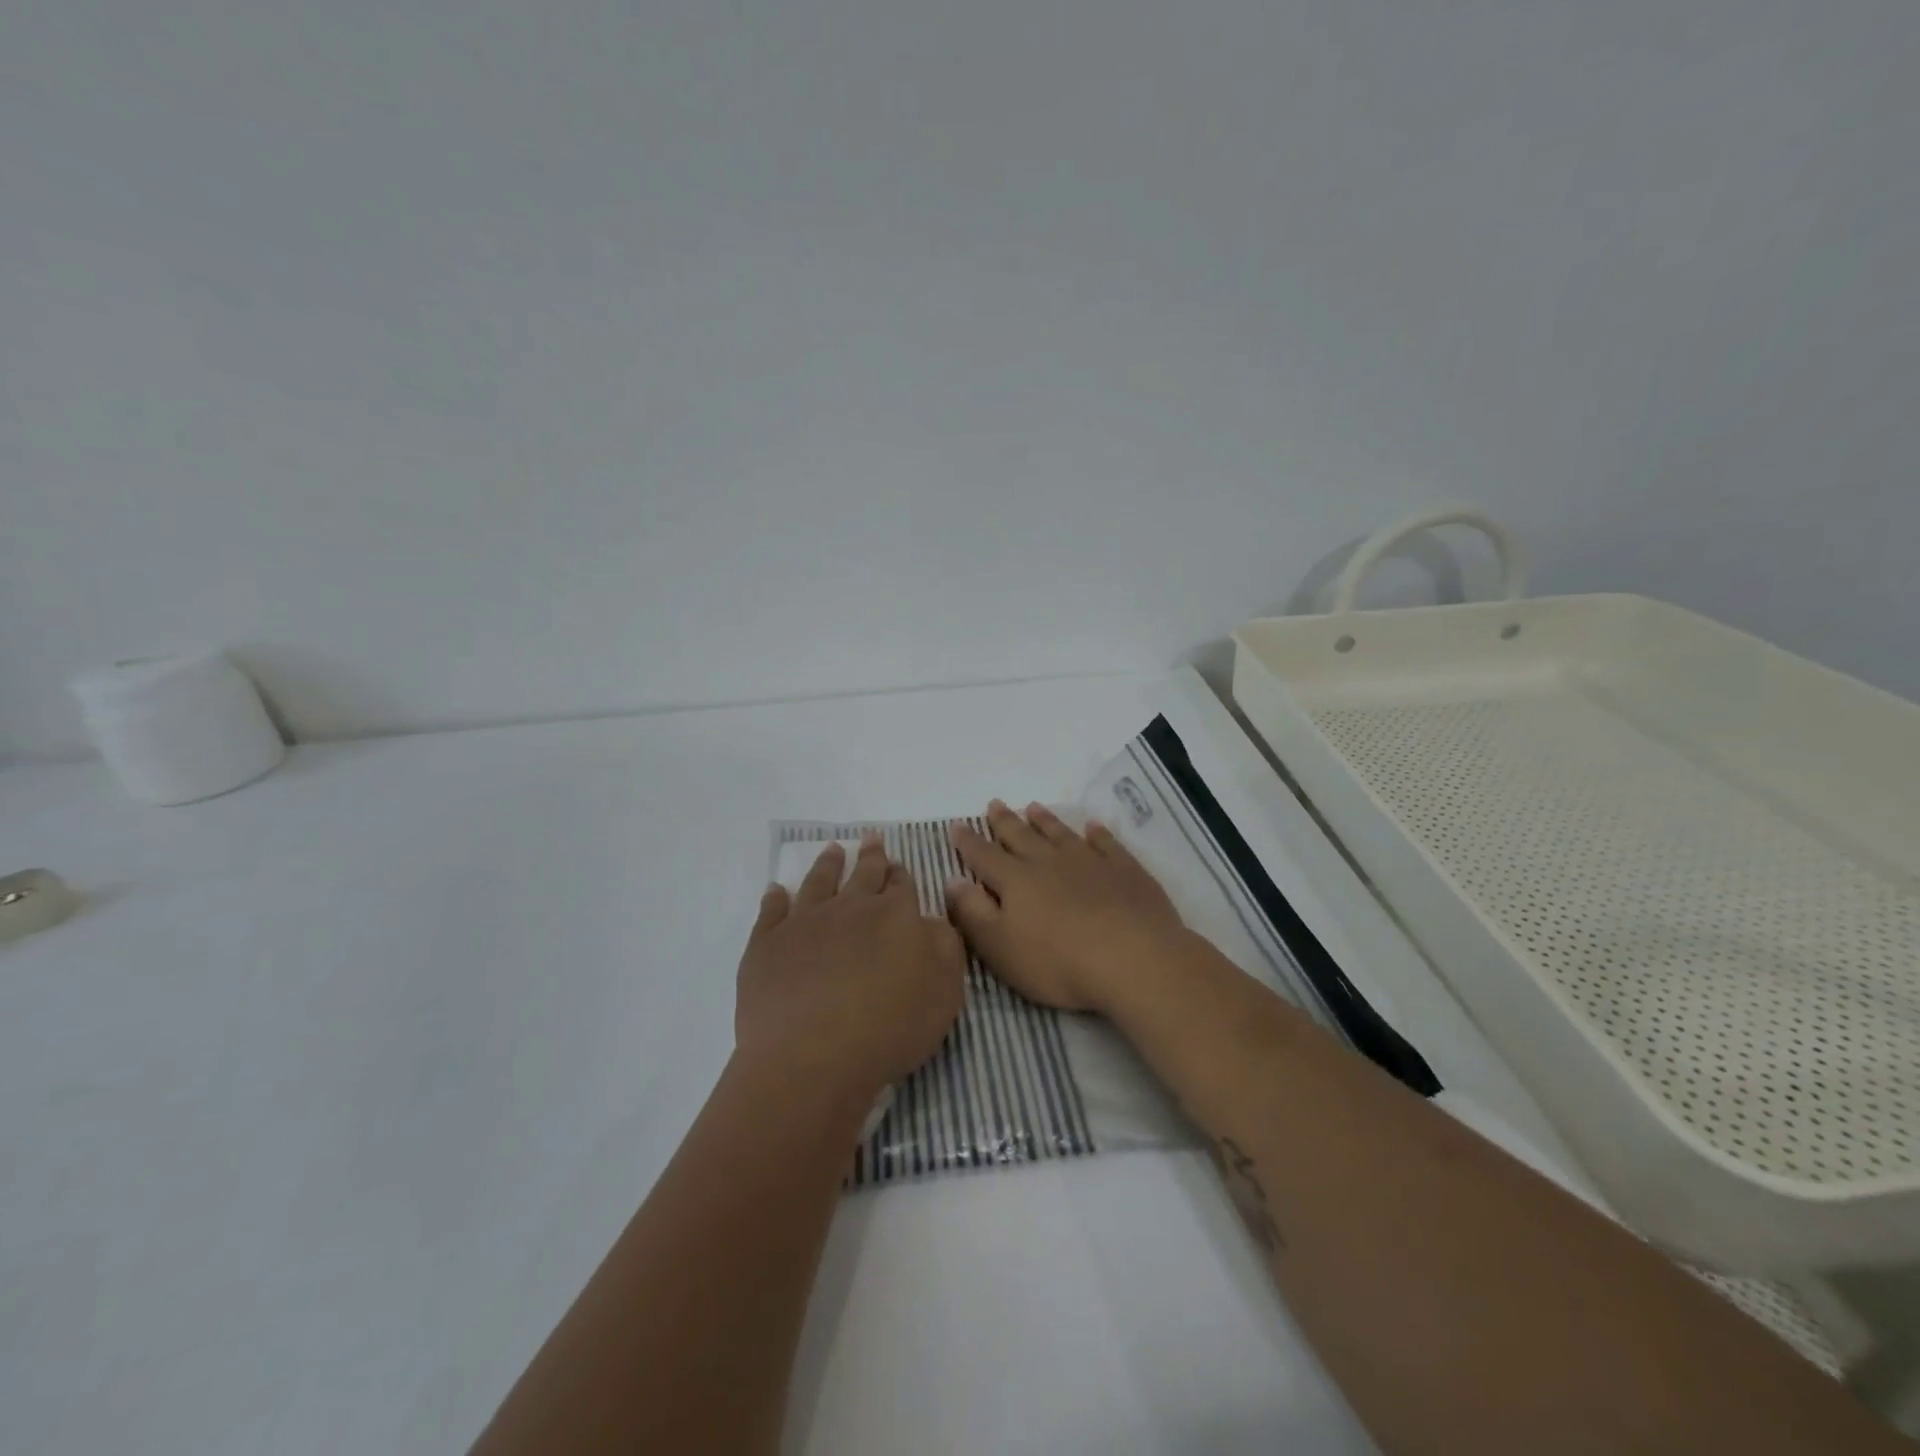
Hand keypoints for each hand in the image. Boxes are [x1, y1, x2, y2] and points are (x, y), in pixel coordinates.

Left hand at [737, 836, 966, 1107]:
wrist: (811, 1058)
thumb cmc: (889, 1029)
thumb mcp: (945, 992)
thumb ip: (945, 947)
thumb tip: (930, 920)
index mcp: (894, 915)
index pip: (901, 885)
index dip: (901, 875)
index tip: (898, 866)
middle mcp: (849, 908)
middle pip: (863, 874)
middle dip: (871, 855)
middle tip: (871, 838)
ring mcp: (804, 922)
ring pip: (818, 882)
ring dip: (827, 864)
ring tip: (832, 850)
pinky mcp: (767, 944)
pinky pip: (771, 911)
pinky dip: (775, 898)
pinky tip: (776, 891)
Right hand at [945, 800, 1189, 1014]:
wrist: (1133, 959)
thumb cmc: (1058, 962)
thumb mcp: (1000, 947)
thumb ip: (973, 913)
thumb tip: (952, 880)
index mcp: (1015, 881)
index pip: (984, 856)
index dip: (968, 842)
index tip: (957, 826)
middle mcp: (1048, 862)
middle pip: (1020, 836)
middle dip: (1004, 821)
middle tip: (994, 804)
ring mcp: (1089, 861)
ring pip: (1060, 833)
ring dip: (1045, 820)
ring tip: (1033, 807)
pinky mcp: (1124, 869)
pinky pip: (1106, 843)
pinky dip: (1097, 833)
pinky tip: (1093, 827)